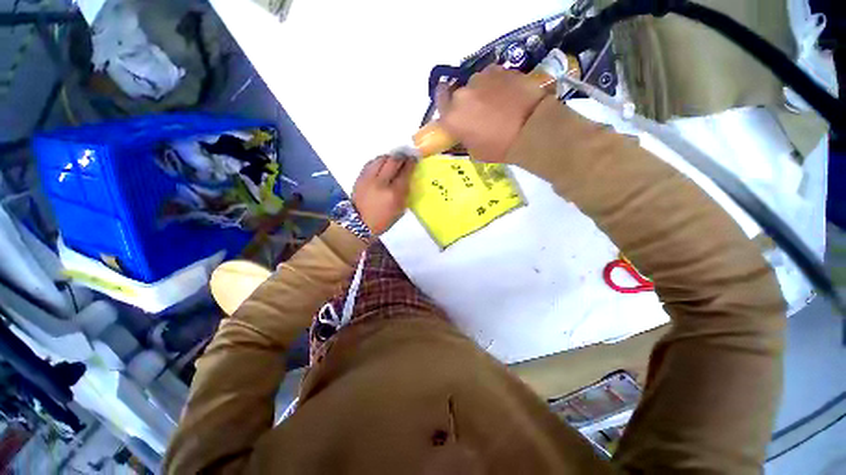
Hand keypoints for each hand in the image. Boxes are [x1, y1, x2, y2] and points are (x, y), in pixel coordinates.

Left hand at [351, 155, 415, 235]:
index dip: (411, 163)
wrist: (360, 223)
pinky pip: (371, 163)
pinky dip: (379, 161)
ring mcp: (369, 178)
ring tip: (394, 159)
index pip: (405, 172)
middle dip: (401, 156)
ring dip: (390, 157)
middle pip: (393, 161)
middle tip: (406, 155)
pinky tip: (382, 163)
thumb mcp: (400, 209)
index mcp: (394, 193)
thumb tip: (408, 177)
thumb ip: (405, 192)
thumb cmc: (383, 219)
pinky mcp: (360, 177)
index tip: (415, 158)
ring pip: (381, 158)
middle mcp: (381, 182)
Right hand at [437, 65, 546, 162]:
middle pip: (457, 92)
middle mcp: (461, 94)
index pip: (439, 101)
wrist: (530, 128)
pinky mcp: (498, 69)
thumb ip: (464, 135)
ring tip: (496, 102)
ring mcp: (480, 79)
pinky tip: (507, 94)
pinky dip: (495, 84)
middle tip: (478, 111)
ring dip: (480, 91)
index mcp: (452, 117)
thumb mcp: (475, 150)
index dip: (445, 103)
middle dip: (465, 100)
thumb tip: (465, 128)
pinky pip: (491, 76)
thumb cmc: (500, 147)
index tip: (452, 108)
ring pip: (475, 83)